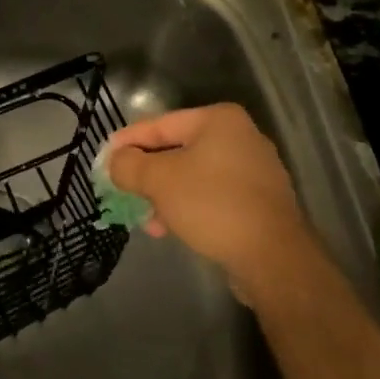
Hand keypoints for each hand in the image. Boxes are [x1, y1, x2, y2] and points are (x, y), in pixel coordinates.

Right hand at [107, 104, 309, 300]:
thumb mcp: (159, 180)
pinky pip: (212, 196)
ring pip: (194, 176)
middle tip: (122, 189)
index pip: (160, 124)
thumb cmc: (212, 204)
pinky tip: (170, 228)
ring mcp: (254, 171)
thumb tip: (115, 161)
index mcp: (218, 120)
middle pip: (177, 150)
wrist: (274, 258)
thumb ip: (129, 165)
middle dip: (147, 174)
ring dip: (165, 195)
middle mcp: (240, 137)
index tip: (105, 159)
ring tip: (145, 219)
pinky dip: (189, 207)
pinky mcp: (260, 203)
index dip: (128, 141)